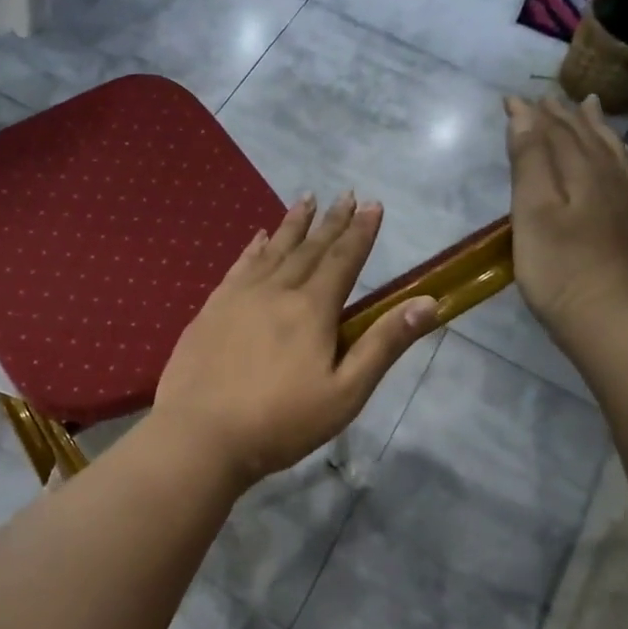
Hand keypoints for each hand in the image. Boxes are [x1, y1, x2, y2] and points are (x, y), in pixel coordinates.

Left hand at [152, 192, 438, 486]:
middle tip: (345, 194)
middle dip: (331, 221)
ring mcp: (237, 297)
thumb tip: (427, 302)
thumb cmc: (280, 422)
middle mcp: (275, 291)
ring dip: (292, 225)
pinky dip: (253, 248)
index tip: (373, 205)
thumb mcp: (345, 393)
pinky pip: (238, 266)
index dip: (360, 232)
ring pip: (272, 250)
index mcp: (311, 309)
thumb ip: (383, 345)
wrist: (200, 435)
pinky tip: (258, 238)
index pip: (343, 260)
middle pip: (309, 249)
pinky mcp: (210, 310)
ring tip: (306, 199)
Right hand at [506, 94, 627, 349]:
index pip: (553, 131)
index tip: (511, 98)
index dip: (531, 114)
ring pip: (611, 151)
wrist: (613, 320)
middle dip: (562, 115)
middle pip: (584, 136)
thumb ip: (530, 161)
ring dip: (594, 128)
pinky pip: (626, 172)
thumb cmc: (560, 269)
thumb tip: (525, 115)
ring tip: (588, 108)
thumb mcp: (533, 212)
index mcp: (581, 171)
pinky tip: (615, 159)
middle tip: (547, 98)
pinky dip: (615, 154)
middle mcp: (610, 177)